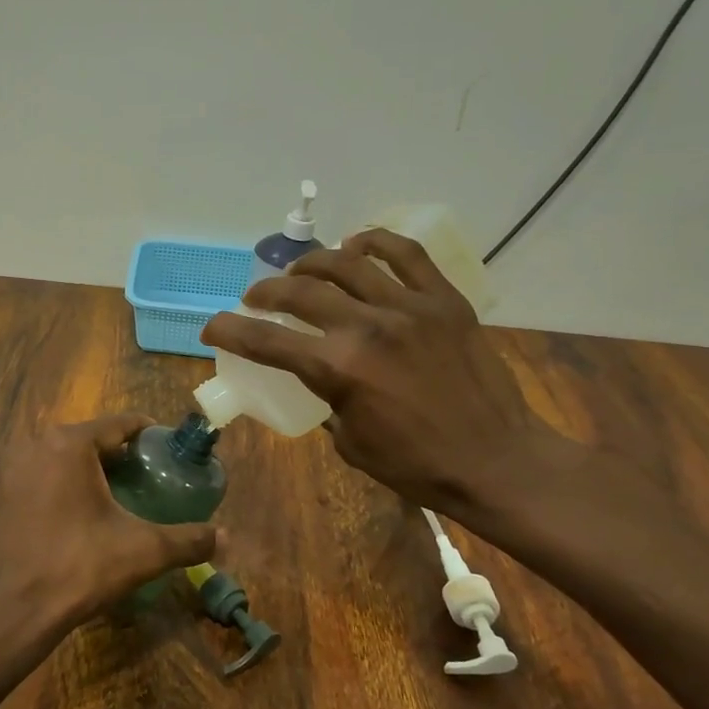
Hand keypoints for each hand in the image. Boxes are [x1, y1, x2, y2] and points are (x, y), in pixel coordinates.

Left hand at [0, 415, 219, 651]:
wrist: (14, 611)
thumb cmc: (79, 568)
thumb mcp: (143, 551)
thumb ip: (188, 540)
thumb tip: (226, 537)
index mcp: (70, 443)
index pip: (120, 424)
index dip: (150, 436)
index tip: (171, 454)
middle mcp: (37, 443)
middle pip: (92, 438)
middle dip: (123, 455)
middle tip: (152, 479)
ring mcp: (14, 467)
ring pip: (66, 457)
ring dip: (94, 469)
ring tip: (123, 496)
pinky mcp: (2, 492)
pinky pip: (45, 474)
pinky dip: (67, 484)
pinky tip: (85, 513)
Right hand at [201, 228, 539, 515]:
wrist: (496, 461)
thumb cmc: (417, 465)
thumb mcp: (351, 444)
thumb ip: (328, 401)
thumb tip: (321, 377)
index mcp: (338, 369)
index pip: (265, 340)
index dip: (228, 330)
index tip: (211, 327)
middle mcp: (367, 328)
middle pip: (299, 291)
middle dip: (265, 292)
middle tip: (256, 298)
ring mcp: (409, 308)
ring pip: (346, 263)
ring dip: (311, 262)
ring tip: (300, 270)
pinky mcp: (444, 301)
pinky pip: (406, 255)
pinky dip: (376, 242)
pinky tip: (358, 244)